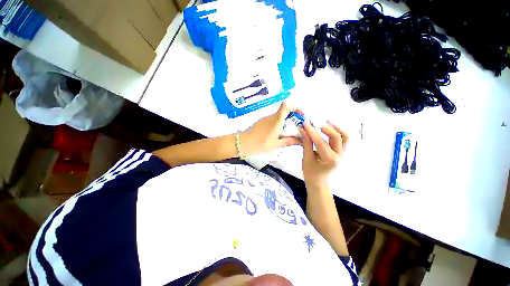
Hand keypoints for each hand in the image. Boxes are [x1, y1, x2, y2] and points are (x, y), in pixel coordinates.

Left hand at [240, 102, 300, 156]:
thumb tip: (301, 140)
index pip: (287, 105)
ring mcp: (266, 118)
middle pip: (285, 111)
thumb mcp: (276, 145)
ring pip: (280, 116)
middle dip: (294, 118)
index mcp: (276, 120)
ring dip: (287, 122)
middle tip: (297, 129)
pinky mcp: (262, 122)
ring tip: (289, 134)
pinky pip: (274, 120)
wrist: (242, 143)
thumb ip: (289, 141)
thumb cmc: (260, 144)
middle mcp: (272, 116)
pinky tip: (279, 135)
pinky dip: (279, 125)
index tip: (301, 116)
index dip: (296, 107)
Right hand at [300, 120, 348, 189]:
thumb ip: (306, 144)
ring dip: (336, 128)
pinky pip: (345, 139)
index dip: (312, 131)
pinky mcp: (343, 152)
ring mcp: (344, 153)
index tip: (305, 123)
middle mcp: (340, 155)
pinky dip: (339, 131)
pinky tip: (330, 129)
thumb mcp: (306, 159)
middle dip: (327, 127)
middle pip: (338, 136)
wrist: (319, 183)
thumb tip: (303, 130)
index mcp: (330, 159)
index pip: (320, 142)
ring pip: (346, 136)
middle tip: (316, 123)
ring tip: (325, 123)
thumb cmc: (311, 173)